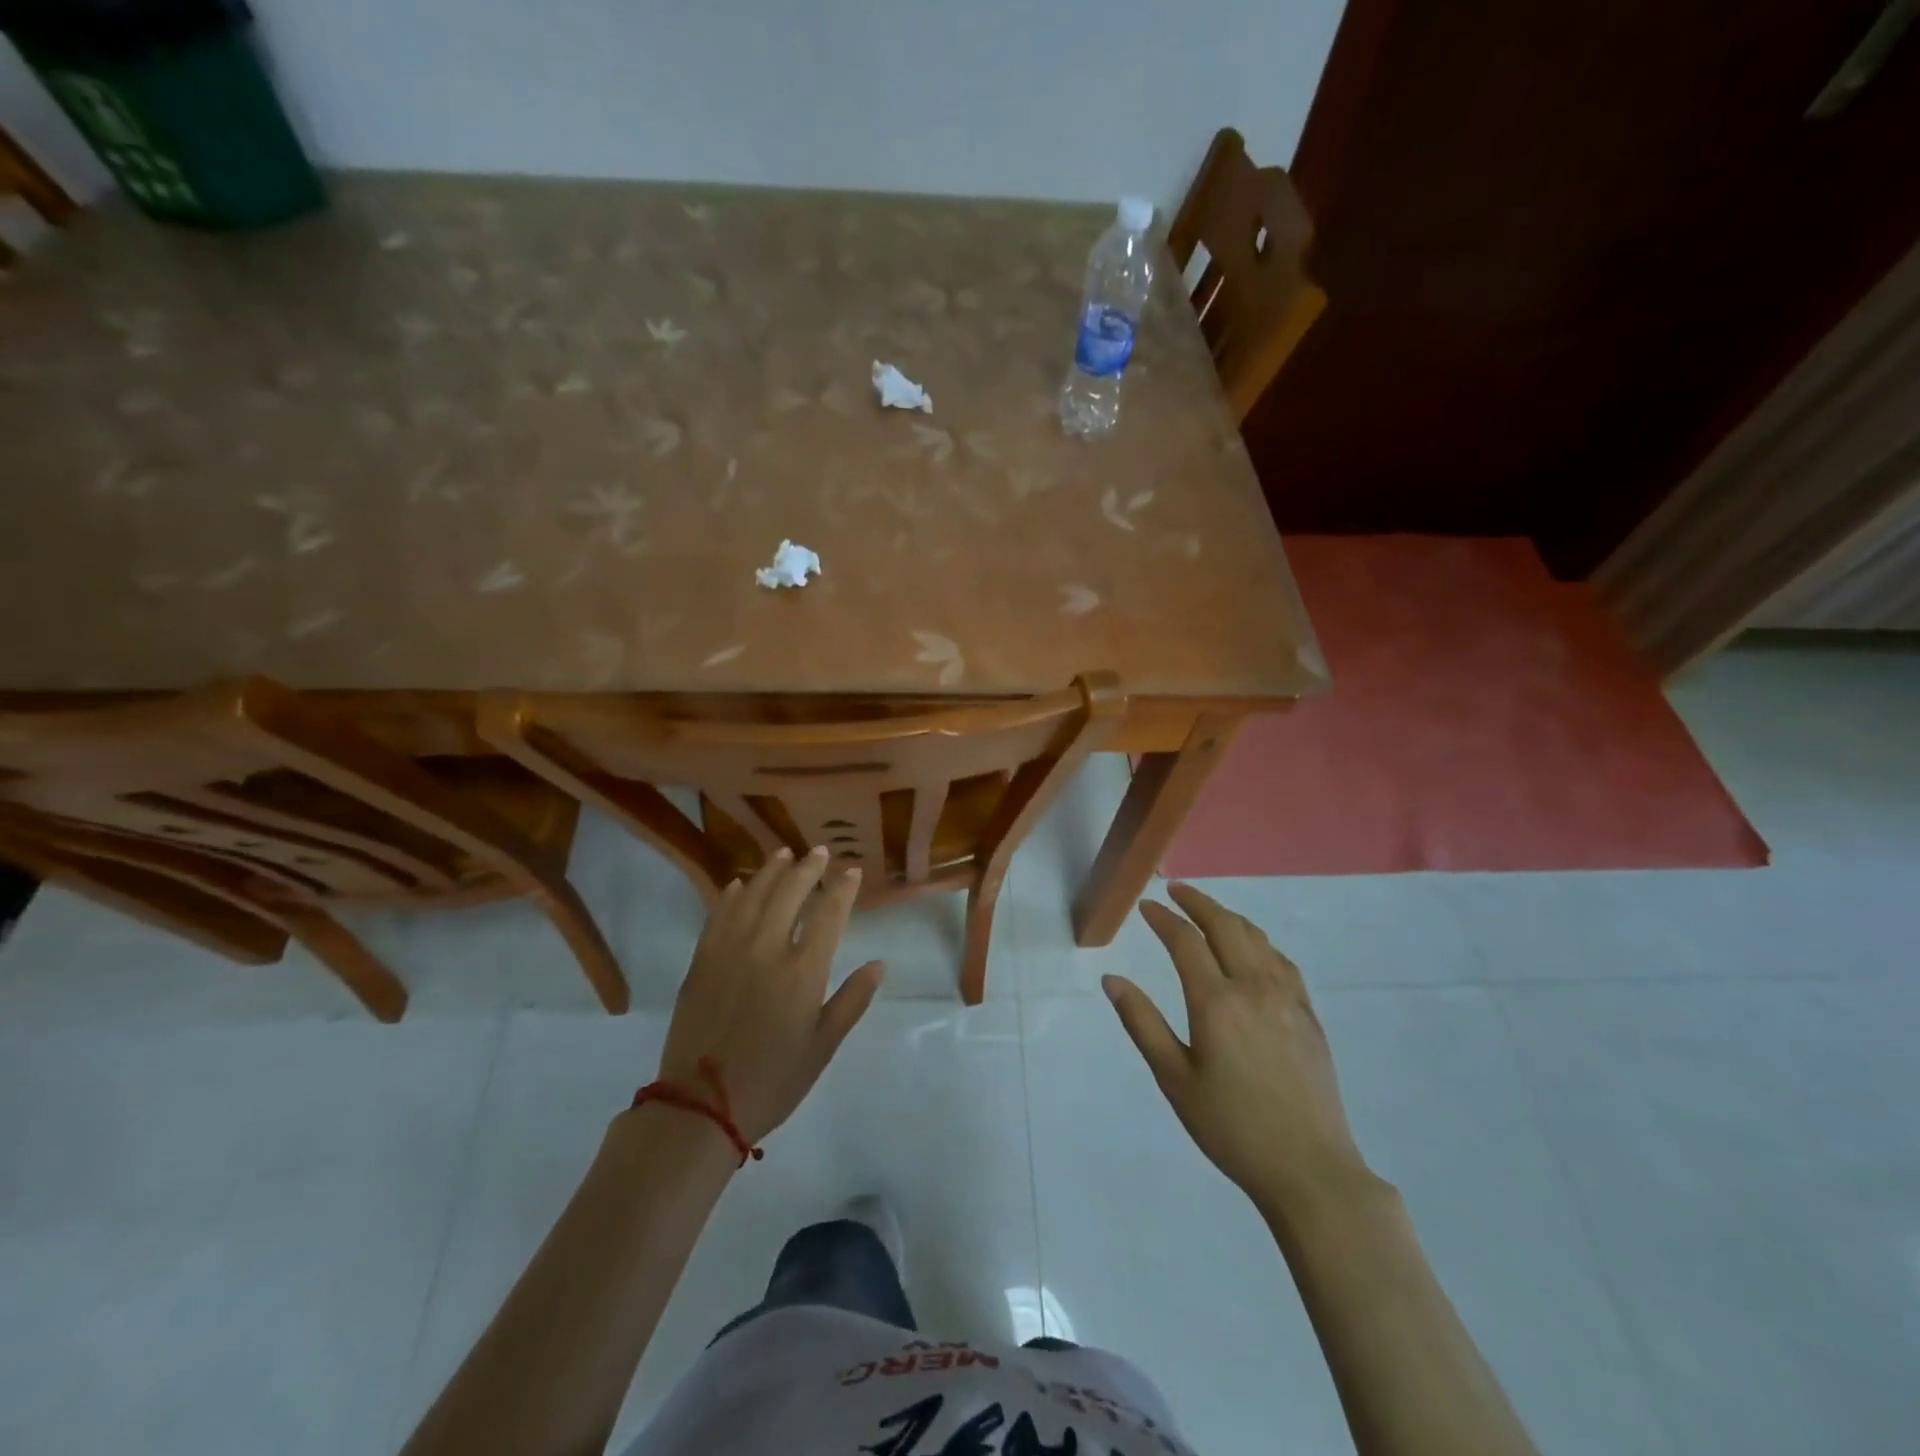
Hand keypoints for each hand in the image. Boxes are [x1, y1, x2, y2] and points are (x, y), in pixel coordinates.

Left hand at [655, 847, 884, 1145]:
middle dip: (808, 868)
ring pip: (752, 896)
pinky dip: (731, 895)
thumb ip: (852, 1000)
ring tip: (783, 854)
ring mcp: (729, 951)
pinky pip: (718, 916)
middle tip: (819, 852)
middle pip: (789, 893)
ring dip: (770, 871)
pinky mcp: (701, 961)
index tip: (852, 871)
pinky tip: (738, 884)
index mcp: (802, 971)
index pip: (828, 914)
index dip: (842, 889)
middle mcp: (767, 950)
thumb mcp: (823, 1047)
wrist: (701, 1106)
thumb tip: (879, 964)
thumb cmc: (773, 1080)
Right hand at [1105, 883, 1372, 1216]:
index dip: (1163, 918)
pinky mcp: (1308, 1014)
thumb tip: (1111, 980)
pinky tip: (1252, 949)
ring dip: (1228, 917)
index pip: (1185, 941)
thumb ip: (1142, 1023)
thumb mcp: (1174, 1079)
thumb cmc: (1231, 1127)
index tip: (1146, 906)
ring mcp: (1287, 997)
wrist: (1310, 1169)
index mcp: (1216, 1002)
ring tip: (1208, 912)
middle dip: (1198, 902)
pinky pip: (1281, 960)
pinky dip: (1258, 941)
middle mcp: (1253, 987)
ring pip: (1256, 938)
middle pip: (1225, 926)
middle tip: (1175, 891)